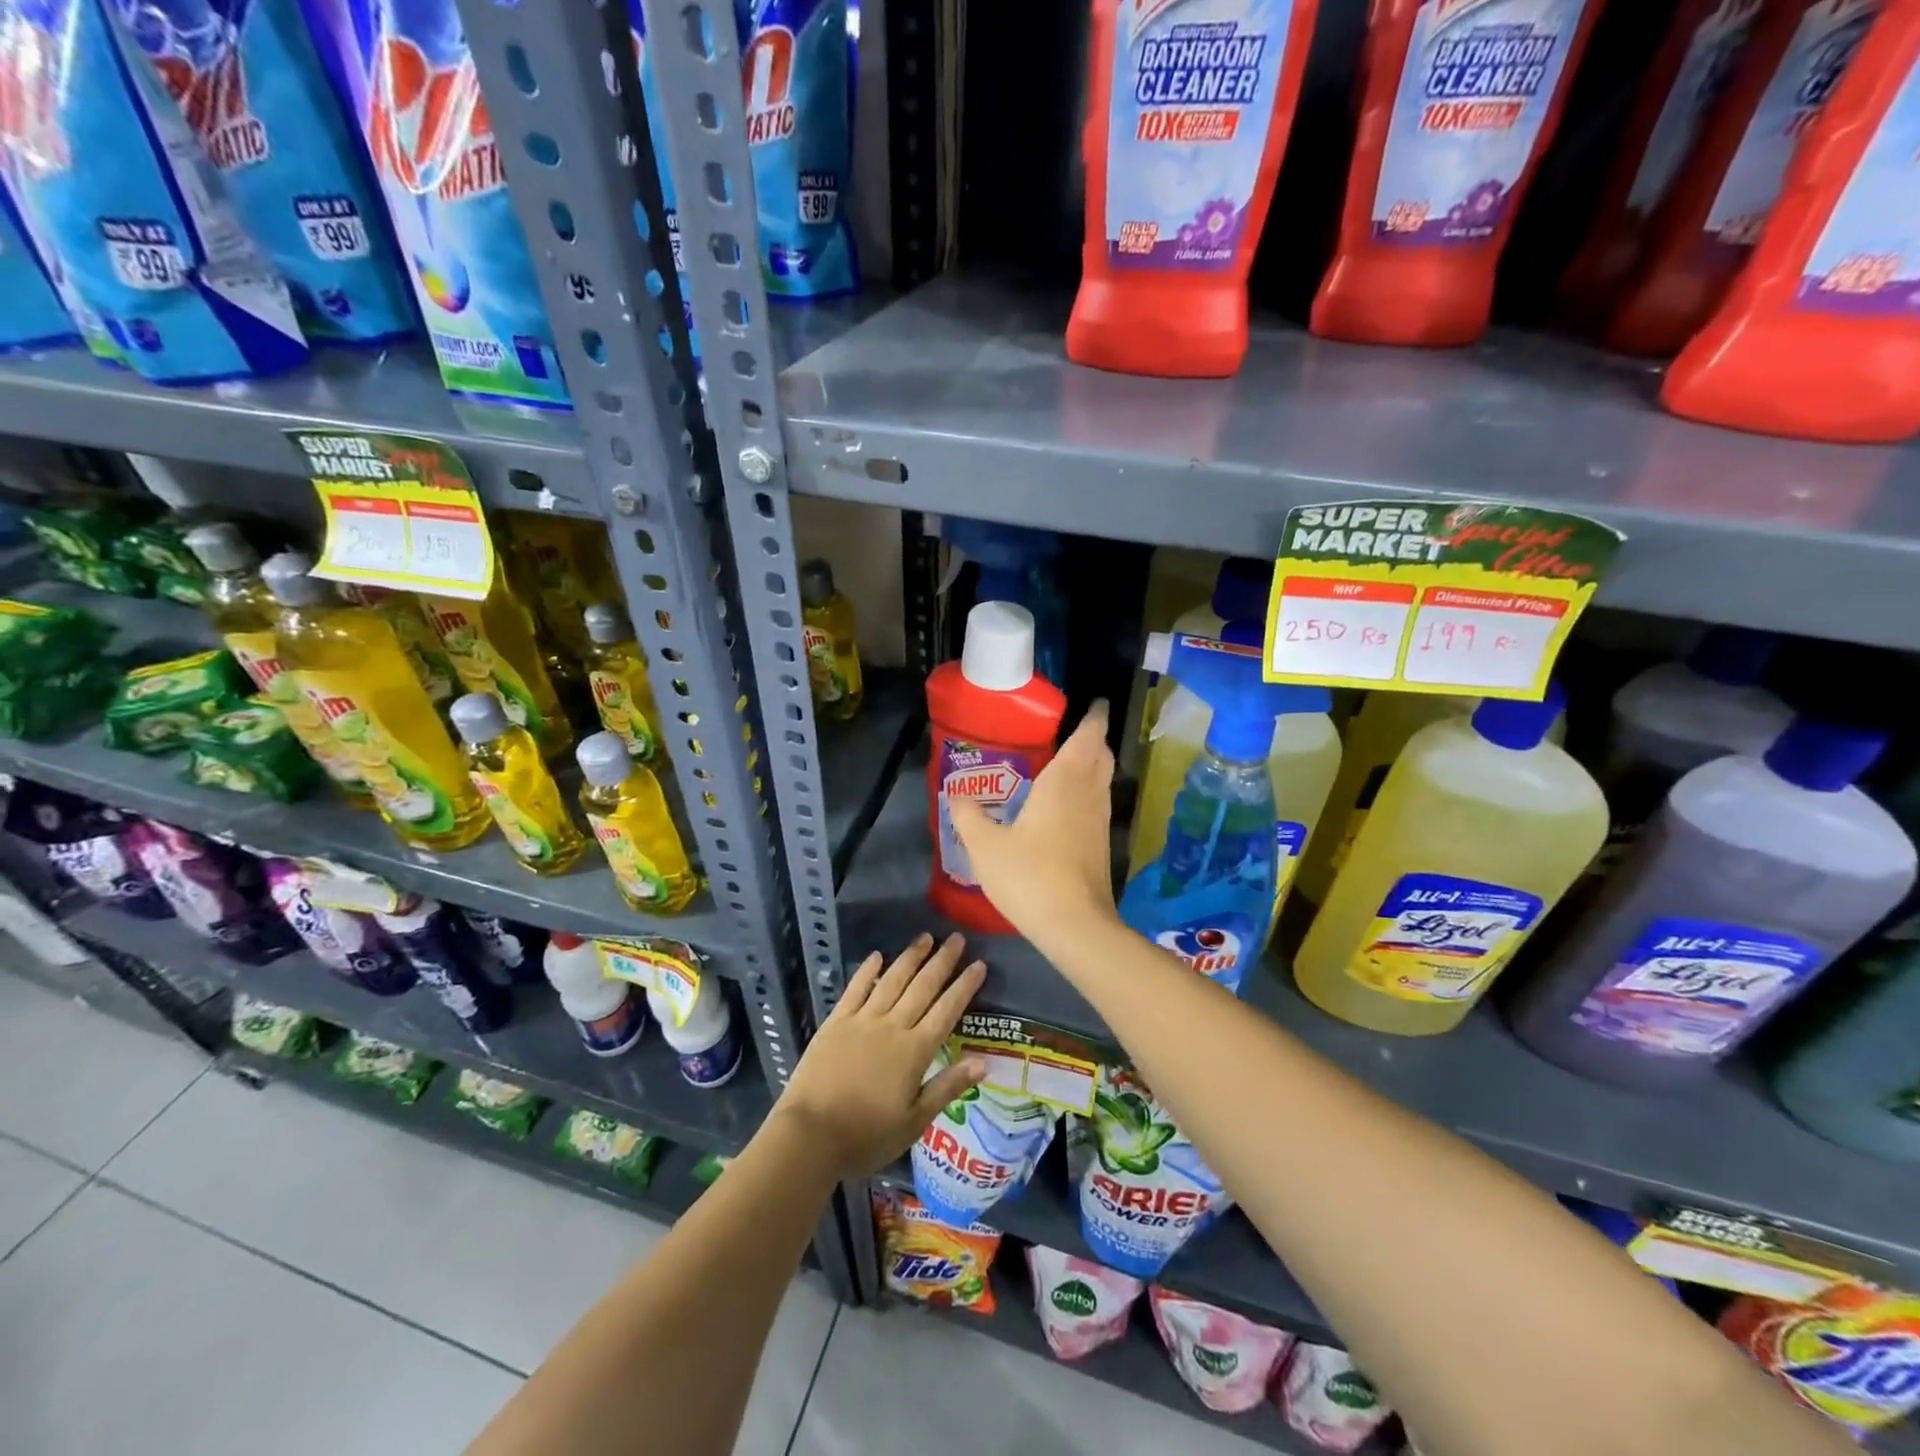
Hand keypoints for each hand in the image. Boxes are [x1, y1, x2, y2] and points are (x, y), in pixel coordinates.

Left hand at [773, 932, 985, 1178]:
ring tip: (925, 937)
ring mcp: (862, 1020)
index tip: (979, 964)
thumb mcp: (914, 1122)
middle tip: (957, 938)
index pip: (947, 1011)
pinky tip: (877, 956)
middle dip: (942, 961)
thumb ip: (947, 1087)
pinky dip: (867, 971)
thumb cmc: (866, 1136)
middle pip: (923, 987)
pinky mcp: (836, 1022)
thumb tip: (983, 1063)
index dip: (964, 987)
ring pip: (892, 980)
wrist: (810, 1135)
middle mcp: (892, 1026)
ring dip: (910, 957)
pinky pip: (855, 989)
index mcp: (915, 1051)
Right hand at [948, 700, 1118, 947]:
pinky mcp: (1101, 846)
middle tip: (1074, 732)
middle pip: (1101, 757)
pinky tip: (1066, 806)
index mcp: (1064, 782)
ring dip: (1092, 766)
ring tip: (1069, 763)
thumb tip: (956, 795)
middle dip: (1093, 740)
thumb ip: (969, 817)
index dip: (1093, 718)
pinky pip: (1097, 804)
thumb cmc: (1030, 876)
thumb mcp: (986, 846)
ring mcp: (1099, 822)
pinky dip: (1088, 792)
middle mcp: (1088, 795)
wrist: (1075, 926)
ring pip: (1102, 781)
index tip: (1096, 704)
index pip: (1087, 738)